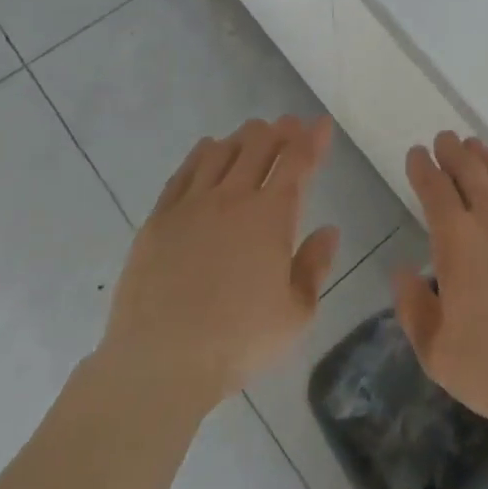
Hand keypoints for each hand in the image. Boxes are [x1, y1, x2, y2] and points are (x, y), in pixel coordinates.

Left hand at [98, 115, 340, 415]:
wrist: (159, 364)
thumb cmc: (237, 342)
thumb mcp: (296, 315)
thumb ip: (315, 267)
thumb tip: (329, 231)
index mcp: (271, 216)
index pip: (298, 161)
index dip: (313, 139)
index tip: (322, 124)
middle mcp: (233, 198)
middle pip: (259, 145)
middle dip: (280, 130)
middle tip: (290, 126)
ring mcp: (191, 206)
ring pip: (221, 152)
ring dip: (243, 137)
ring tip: (253, 135)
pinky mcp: (158, 220)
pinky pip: (184, 172)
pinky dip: (202, 154)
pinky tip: (209, 149)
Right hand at [392, 132, 487, 439]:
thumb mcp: (437, 352)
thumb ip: (414, 308)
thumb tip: (402, 271)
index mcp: (457, 242)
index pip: (435, 190)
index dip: (423, 168)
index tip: (417, 154)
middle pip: (469, 170)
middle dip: (452, 151)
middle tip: (445, 139)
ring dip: (484, 157)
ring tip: (474, 147)